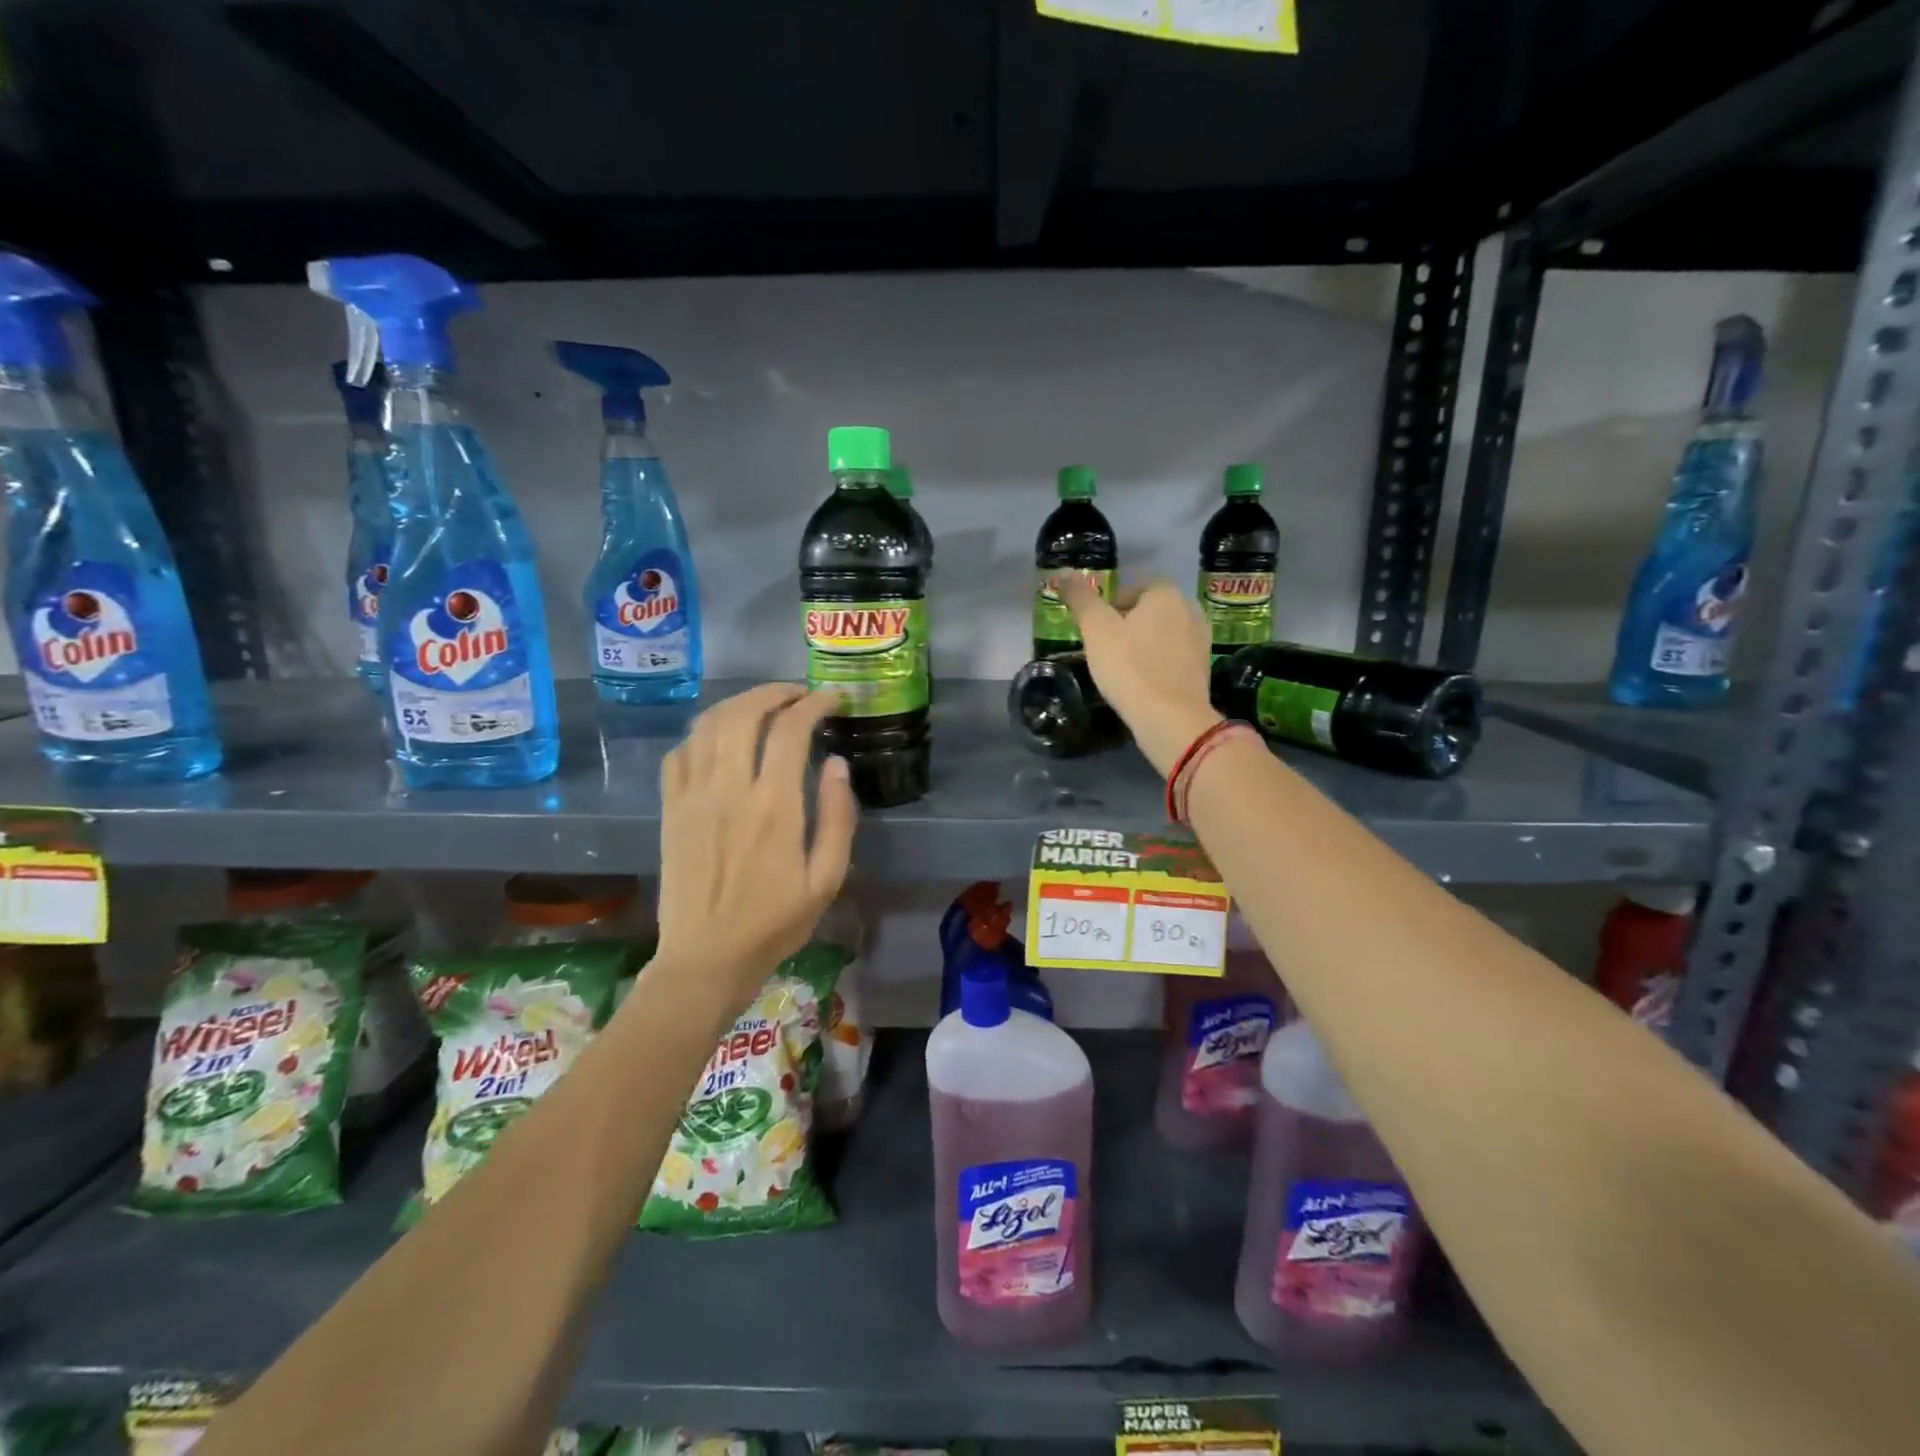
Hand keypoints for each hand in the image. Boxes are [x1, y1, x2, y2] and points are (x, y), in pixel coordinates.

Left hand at [655, 685, 856, 1008]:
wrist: (705, 958)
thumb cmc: (774, 923)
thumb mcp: (826, 880)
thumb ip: (837, 818)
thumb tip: (837, 764)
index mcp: (774, 807)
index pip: (790, 731)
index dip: (813, 704)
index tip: (832, 699)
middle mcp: (729, 790)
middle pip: (744, 713)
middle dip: (775, 692)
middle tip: (799, 694)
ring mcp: (693, 796)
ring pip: (709, 725)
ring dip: (739, 703)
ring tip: (764, 705)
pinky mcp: (670, 809)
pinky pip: (680, 752)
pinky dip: (703, 732)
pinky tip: (721, 737)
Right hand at [1057, 575, 1221, 776]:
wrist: (1170, 718)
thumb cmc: (1129, 667)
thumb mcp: (1096, 629)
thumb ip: (1081, 598)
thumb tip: (1063, 573)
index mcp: (1165, 594)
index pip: (1133, 587)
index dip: (1110, 605)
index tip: (1095, 628)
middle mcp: (1189, 610)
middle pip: (1149, 610)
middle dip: (1128, 624)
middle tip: (1104, 648)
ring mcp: (1201, 640)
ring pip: (1162, 634)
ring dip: (1143, 644)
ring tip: (1121, 667)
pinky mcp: (1203, 669)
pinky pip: (1173, 657)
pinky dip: (1157, 663)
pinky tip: (1141, 682)